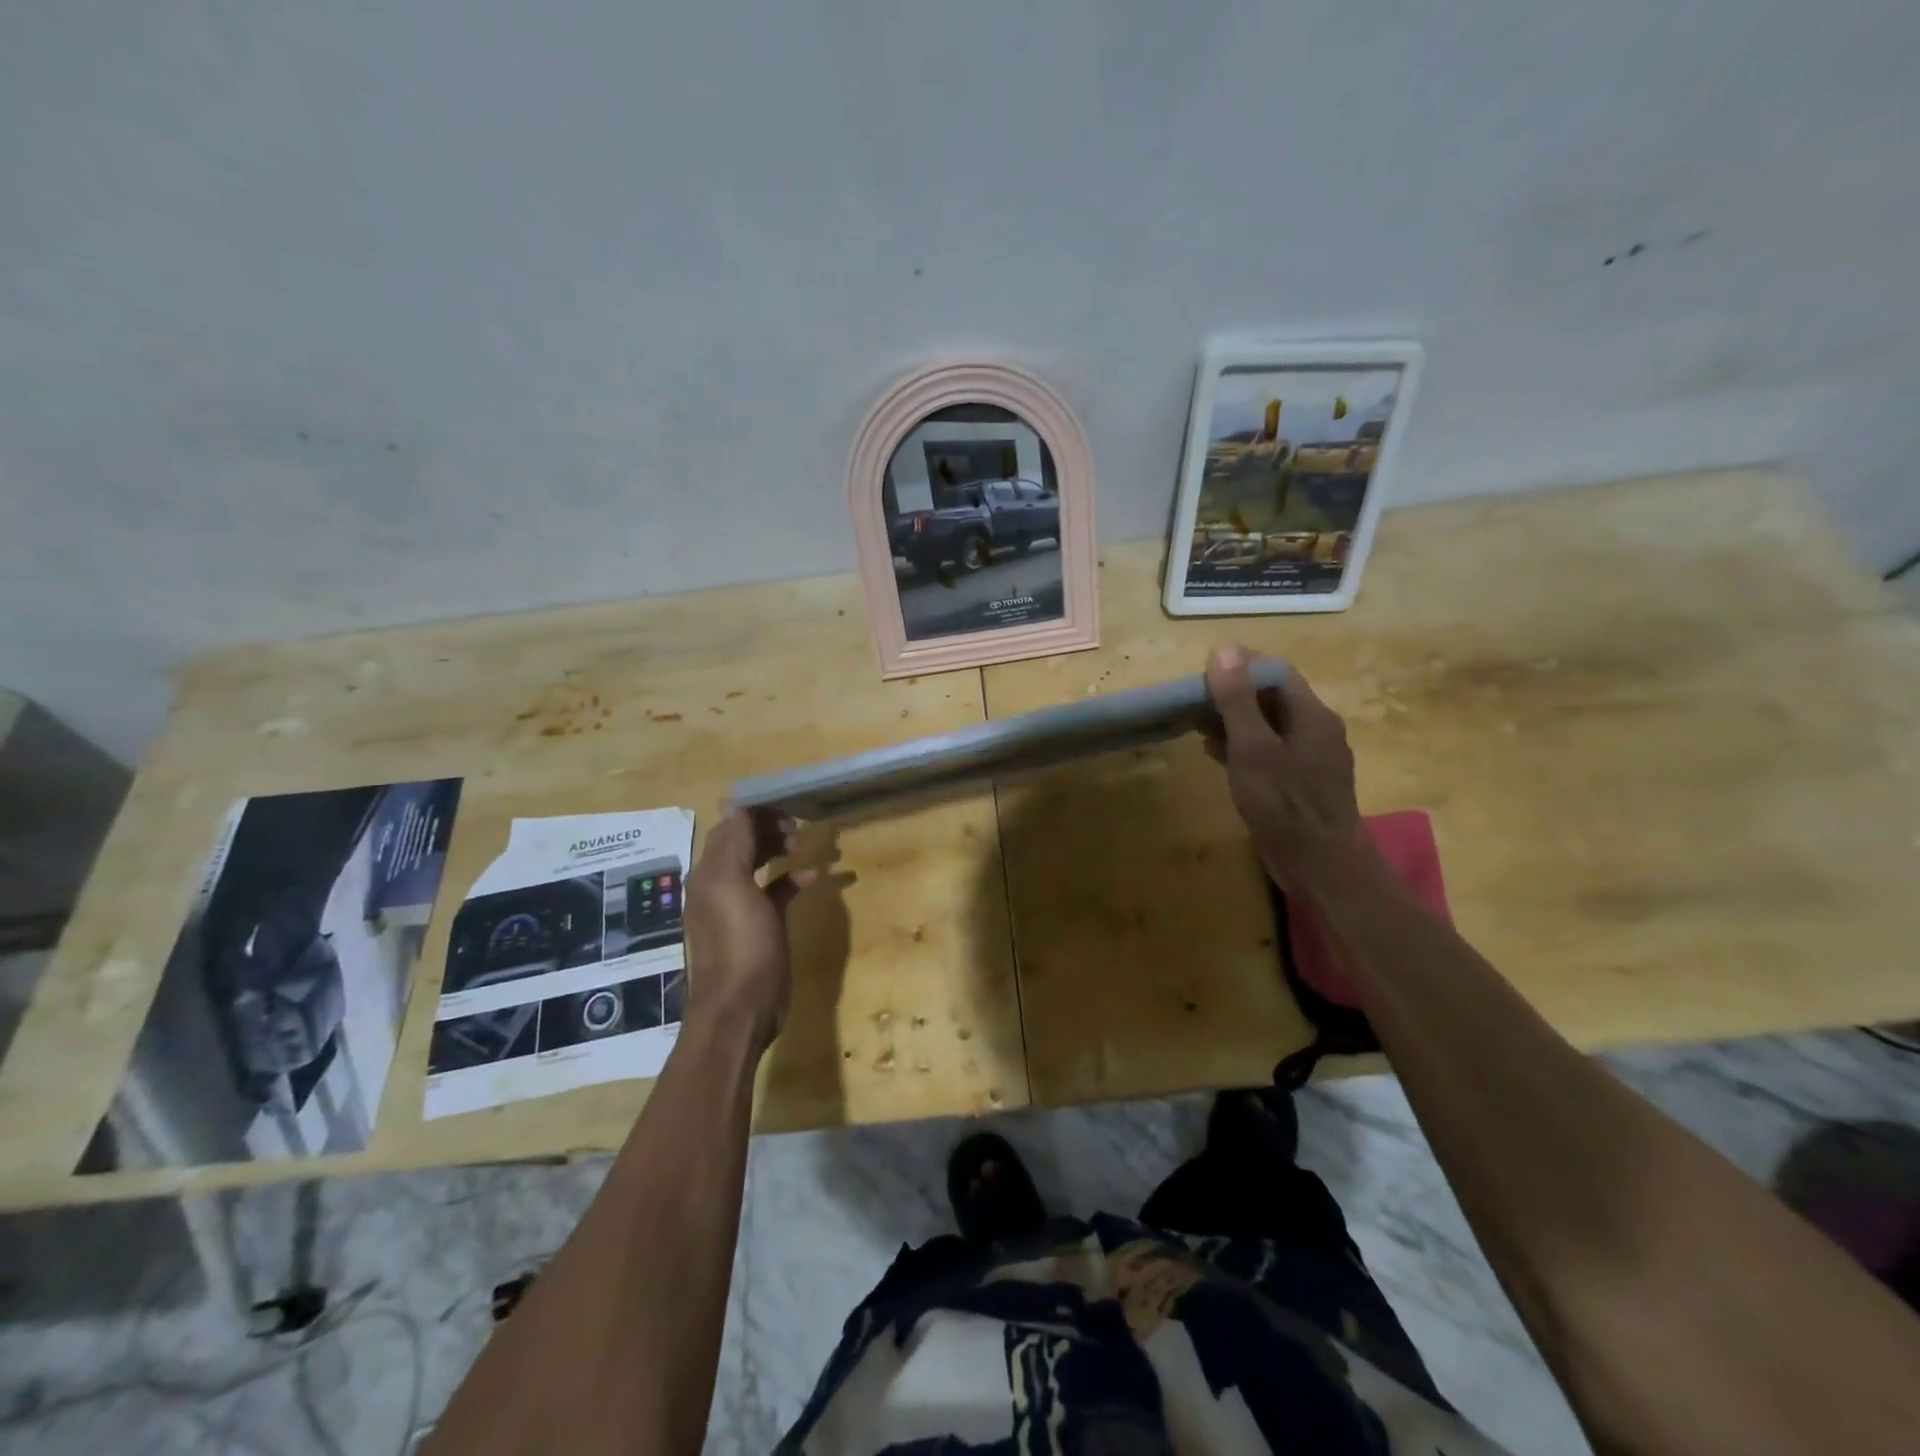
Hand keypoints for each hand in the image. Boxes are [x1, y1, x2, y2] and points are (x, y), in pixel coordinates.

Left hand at [682, 808, 815, 1049]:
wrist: (741, 1007)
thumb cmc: (740, 944)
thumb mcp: (733, 886)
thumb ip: (734, 844)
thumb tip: (735, 804)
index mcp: (709, 872)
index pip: (730, 826)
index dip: (755, 811)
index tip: (788, 804)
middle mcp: (718, 885)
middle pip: (741, 842)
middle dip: (767, 827)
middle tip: (797, 827)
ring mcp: (738, 907)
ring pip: (756, 864)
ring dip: (777, 849)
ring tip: (802, 845)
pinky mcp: (758, 925)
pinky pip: (774, 891)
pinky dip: (791, 879)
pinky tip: (812, 877)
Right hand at [1201, 645, 1374, 896]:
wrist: (1321, 866)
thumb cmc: (1285, 805)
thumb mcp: (1253, 749)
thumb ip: (1237, 701)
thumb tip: (1222, 651)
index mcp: (1312, 715)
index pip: (1275, 672)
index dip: (1239, 665)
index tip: (1201, 672)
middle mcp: (1317, 730)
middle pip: (1272, 698)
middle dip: (1231, 694)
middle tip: (1192, 700)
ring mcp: (1312, 759)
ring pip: (1269, 726)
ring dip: (1234, 721)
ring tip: (1196, 725)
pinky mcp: (1301, 784)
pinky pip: (1269, 752)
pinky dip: (1242, 746)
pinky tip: (1215, 754)